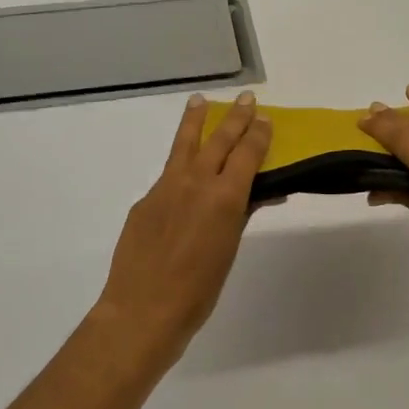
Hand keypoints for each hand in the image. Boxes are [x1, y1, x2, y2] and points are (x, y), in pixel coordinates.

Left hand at [91, 91, 272, 363]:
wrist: (143, 309)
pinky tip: (184, 167)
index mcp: (224, 198)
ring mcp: (165, 188)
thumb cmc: (198, 290)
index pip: (246, 154)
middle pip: (219, 140)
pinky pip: (168, 173)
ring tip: (200, 100)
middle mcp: (195, 183)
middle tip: (246, 99)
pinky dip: (180, 163)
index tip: (265, 118)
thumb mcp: (229, 251)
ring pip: (184, 145)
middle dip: (235, 118)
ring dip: (196, 121)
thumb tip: (256, 194)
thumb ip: (240, 215)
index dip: (258, 134)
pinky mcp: (145, 200)